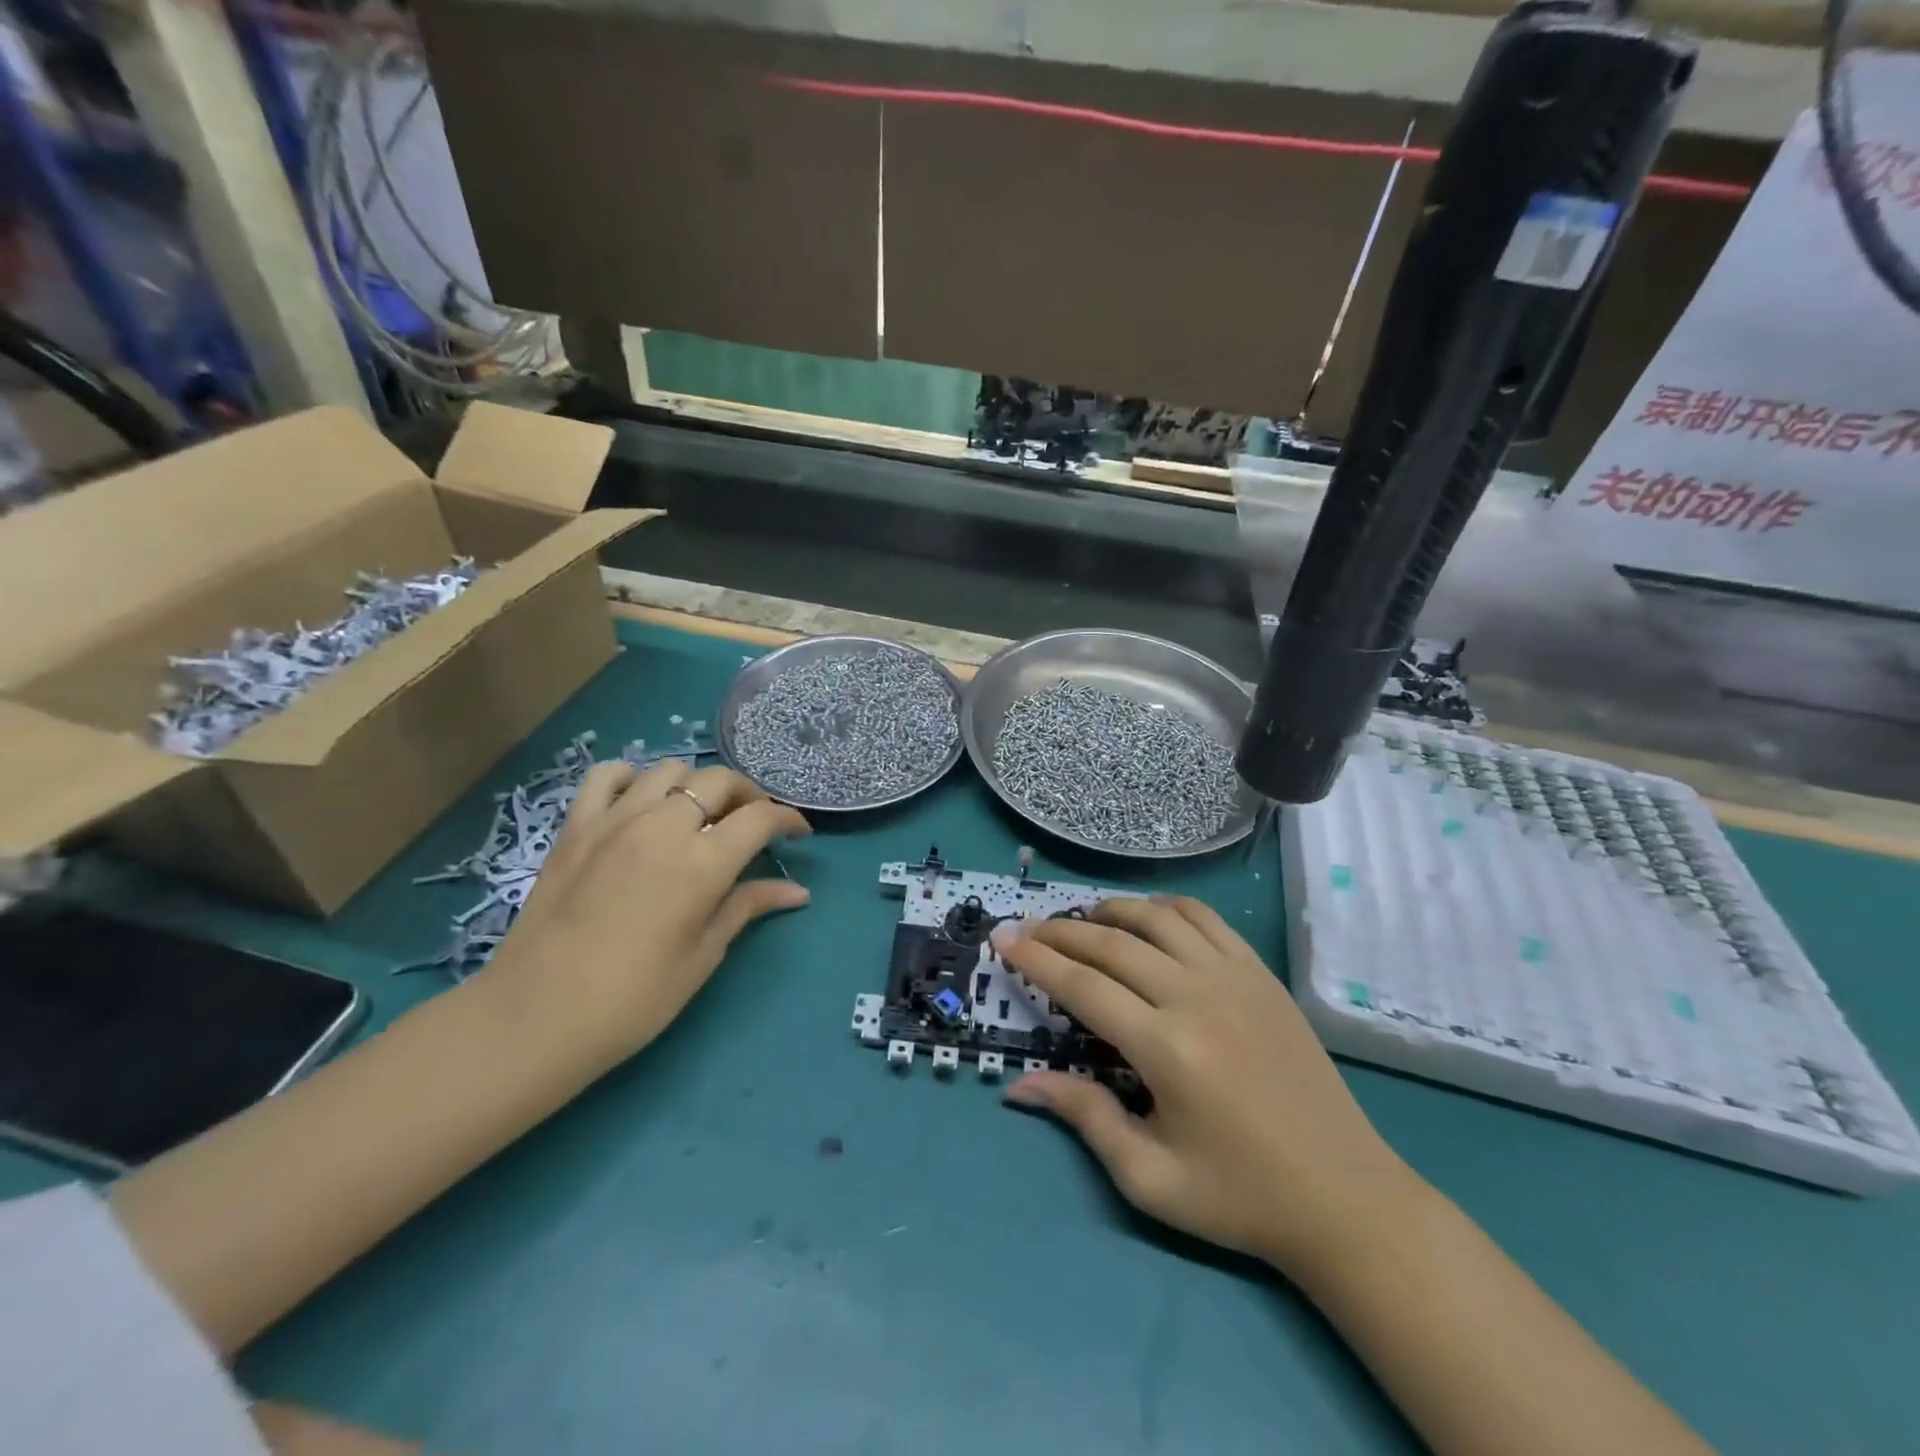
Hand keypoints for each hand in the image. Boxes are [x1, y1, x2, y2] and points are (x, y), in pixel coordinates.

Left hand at [489, 760, 810, 1059]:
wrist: (536, 1016)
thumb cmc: (633, 998)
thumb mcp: (703, 955)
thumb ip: (747, 907)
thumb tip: (797, 892)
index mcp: (702, 863)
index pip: (760, 817)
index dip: (788, 819)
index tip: (798, 833)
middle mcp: (663, 826)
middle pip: (719, 781)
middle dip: (748, 795)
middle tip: (753, 823)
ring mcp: (614, 820)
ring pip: (669, 770)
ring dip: (695, 785)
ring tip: (699, 813)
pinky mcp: (575, 826)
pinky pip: (607, 776)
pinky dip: (633, 778)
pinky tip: (640, 802)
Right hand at [992, 897, 1419, 1278]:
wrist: (1344, 1195)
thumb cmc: (1240, 1196)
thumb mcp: (1151, 1177)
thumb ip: (1084, 1117)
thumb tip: (1019, 1085)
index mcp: (1166, 1048)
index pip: (1083, 986)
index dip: (1036, 959)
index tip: (1003, 938)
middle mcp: (1196, 997)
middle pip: (1113, 944)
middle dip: (1061, 932)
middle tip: (1028, 928)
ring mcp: (1235, 978)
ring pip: (1158, 918)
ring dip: (1112, 911)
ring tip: (1083, 919)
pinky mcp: (1261, 975)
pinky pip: (1206, 919)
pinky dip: (1167, 907)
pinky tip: (1148, 916)